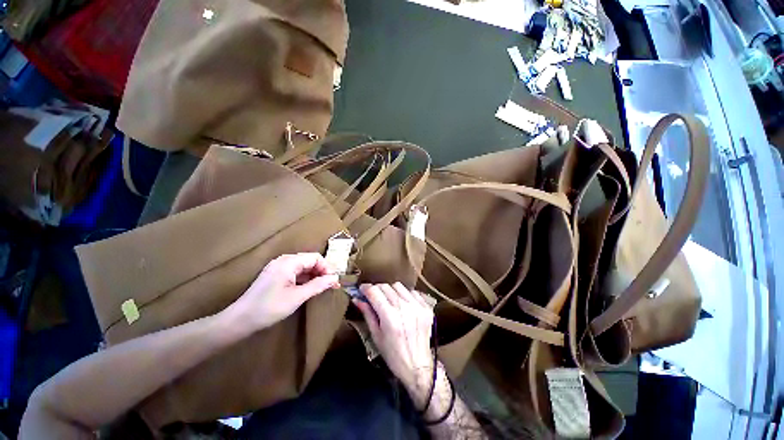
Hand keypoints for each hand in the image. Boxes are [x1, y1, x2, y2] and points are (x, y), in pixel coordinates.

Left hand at [225, 253, 338, 330]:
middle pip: (309, 260)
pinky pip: (295, 272)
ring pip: (303, 266)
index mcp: (289, 262)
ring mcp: (278, 267)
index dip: (327, 267)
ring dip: (314, 275)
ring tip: (323, 287)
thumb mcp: (297, 297)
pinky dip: (305, 278)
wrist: (240, 320)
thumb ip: (318, 285)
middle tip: (332, 284)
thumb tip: (335, 278)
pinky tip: (310, 287)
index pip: (315, 258)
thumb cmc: (269, 307)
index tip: (334, 280)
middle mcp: (284, 260)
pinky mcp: (275, 275)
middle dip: (322, 271)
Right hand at [353, 283, 434, 407]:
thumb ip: (367, 314)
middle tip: (374, 297)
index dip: (366, 288)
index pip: (374, 292)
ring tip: (389, 301)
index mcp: (390, 317)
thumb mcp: (376, 336)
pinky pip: (412, 291)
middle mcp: (404, 308)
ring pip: (398, 286)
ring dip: (391, 291)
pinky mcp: (426, 307)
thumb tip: (357, 299)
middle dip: (377, 289)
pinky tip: (403, 305)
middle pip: (386, 286)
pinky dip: (404, 295)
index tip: (362, 289)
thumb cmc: (393, 355)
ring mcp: (417, 306)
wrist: (418, 366)